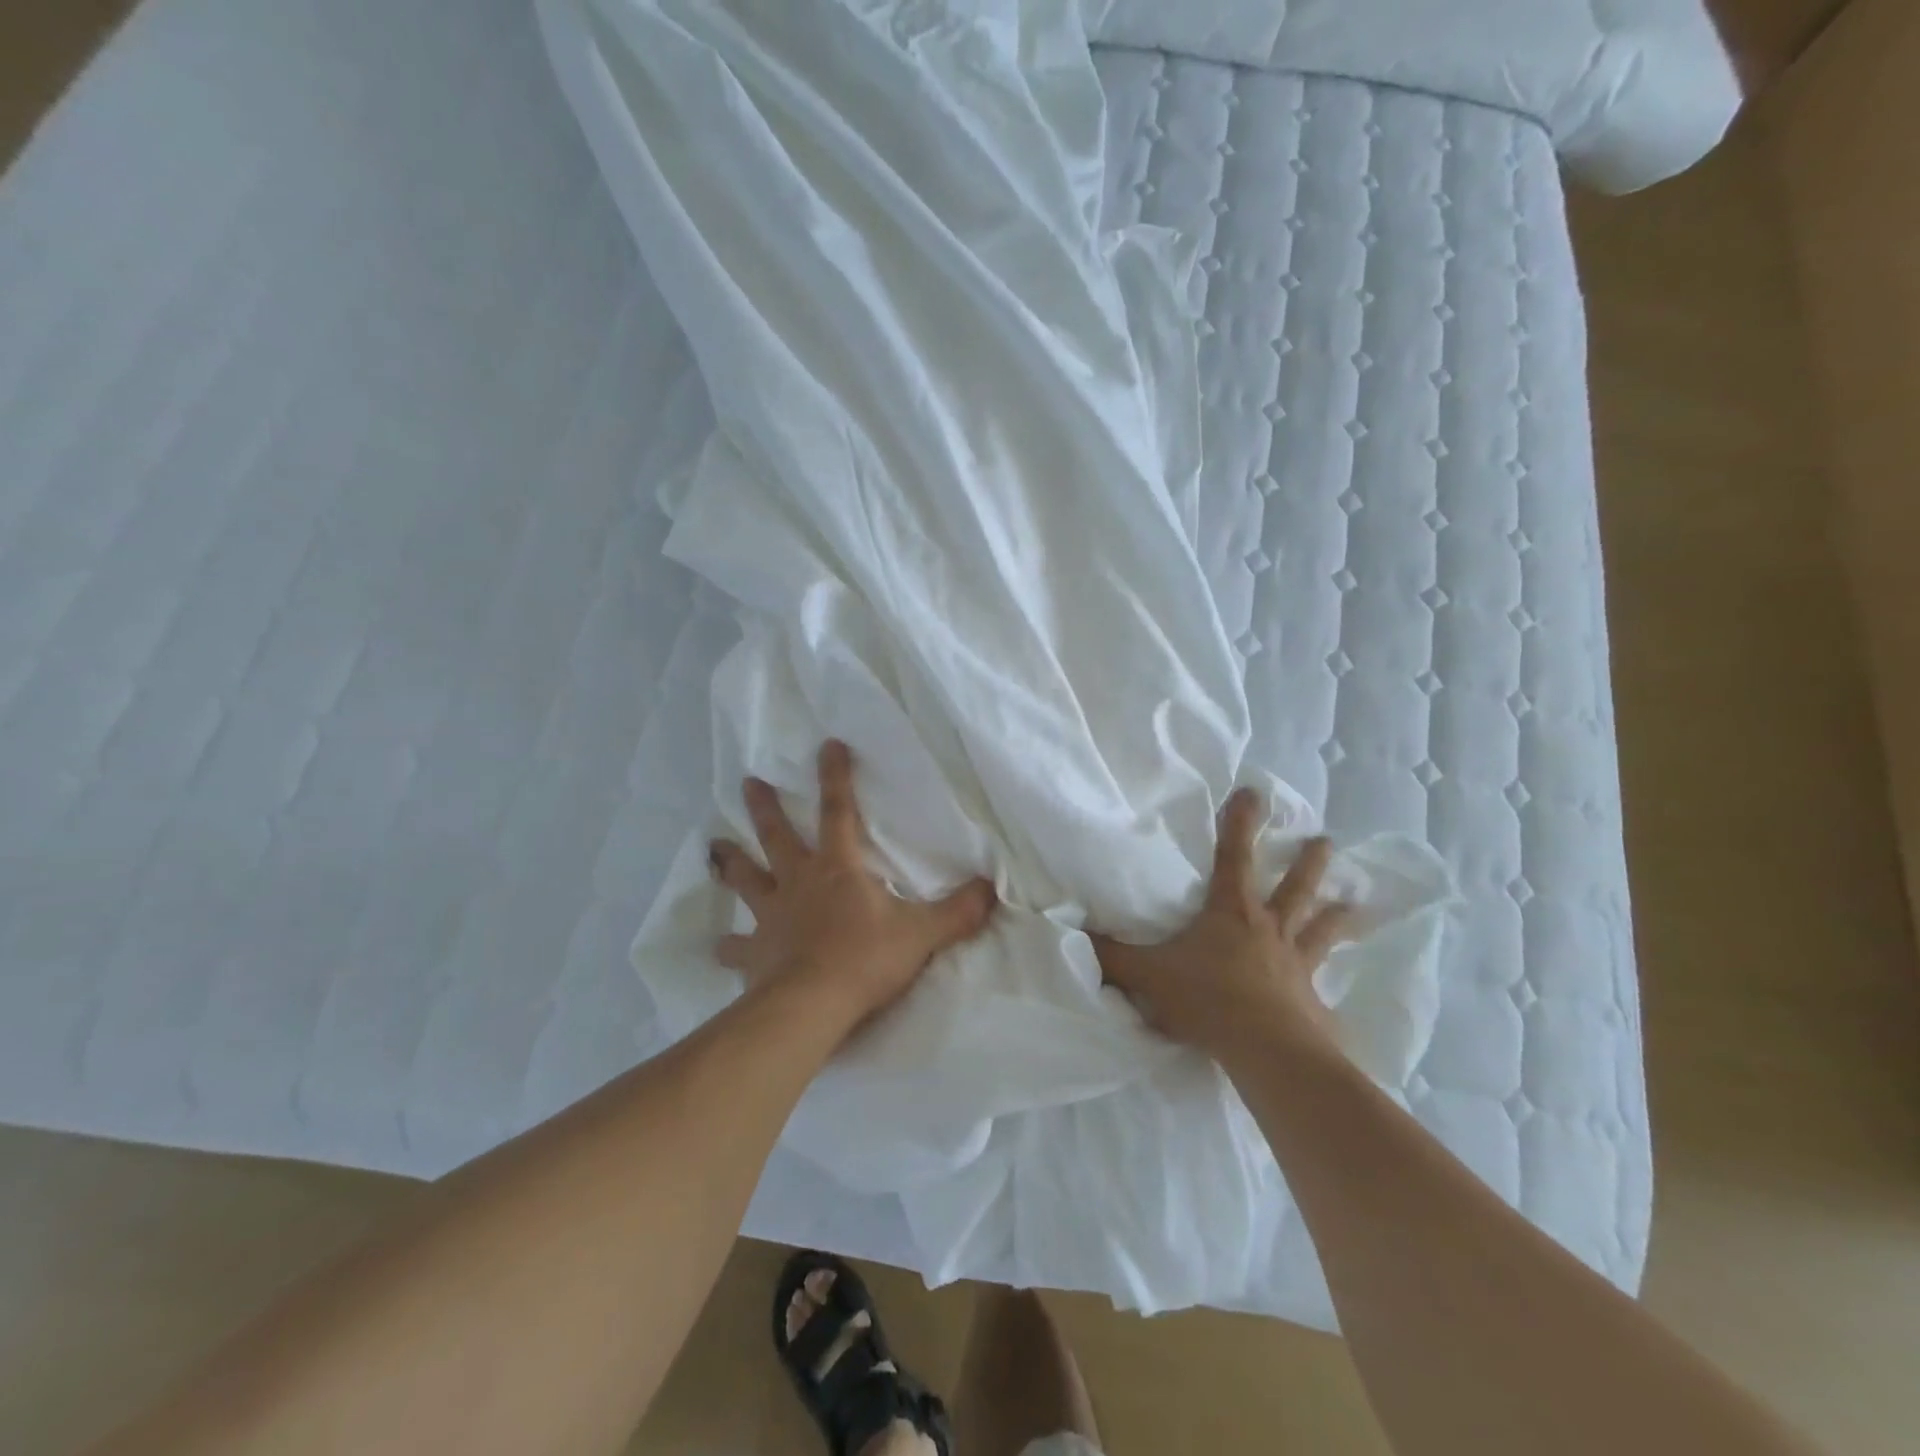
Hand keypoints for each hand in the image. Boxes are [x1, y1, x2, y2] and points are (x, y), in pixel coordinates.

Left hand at [708, 740, 996, 1023]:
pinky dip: (729, 946)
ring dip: (731, 863)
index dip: (836, 777)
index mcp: (838, 869)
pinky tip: (718, 946)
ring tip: (714, 846)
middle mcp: (798, 883)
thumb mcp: (922, 933)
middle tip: (748, 781)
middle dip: (765, 808)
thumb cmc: (865, 960)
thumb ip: (958, 911)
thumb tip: (992, 889)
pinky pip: (737, 947)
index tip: (827, 745)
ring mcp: (771, 916)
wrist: (811, 1007)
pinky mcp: (755, 954)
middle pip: (777, 836)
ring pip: (746, 880)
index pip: (838, 812)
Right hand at [1092, 788, 1352, 1066]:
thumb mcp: (1148, 974)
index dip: (1241, 822)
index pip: (1234, 855)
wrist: (1266, 1049)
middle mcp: (1269, 928)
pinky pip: (1323, 986)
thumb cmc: (1207, 998)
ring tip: (1354, 902)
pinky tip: (1340, 994)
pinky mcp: (1310, 999)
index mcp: (1231, 911)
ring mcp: (1295, 962)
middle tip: (1325, 839)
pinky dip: (1331, 985)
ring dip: (1336, 913)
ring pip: (1319, 928)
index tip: (1254, 792)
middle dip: (1308, 861)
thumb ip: (1112, 956)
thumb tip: (1075, 935)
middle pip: (1294, 886)